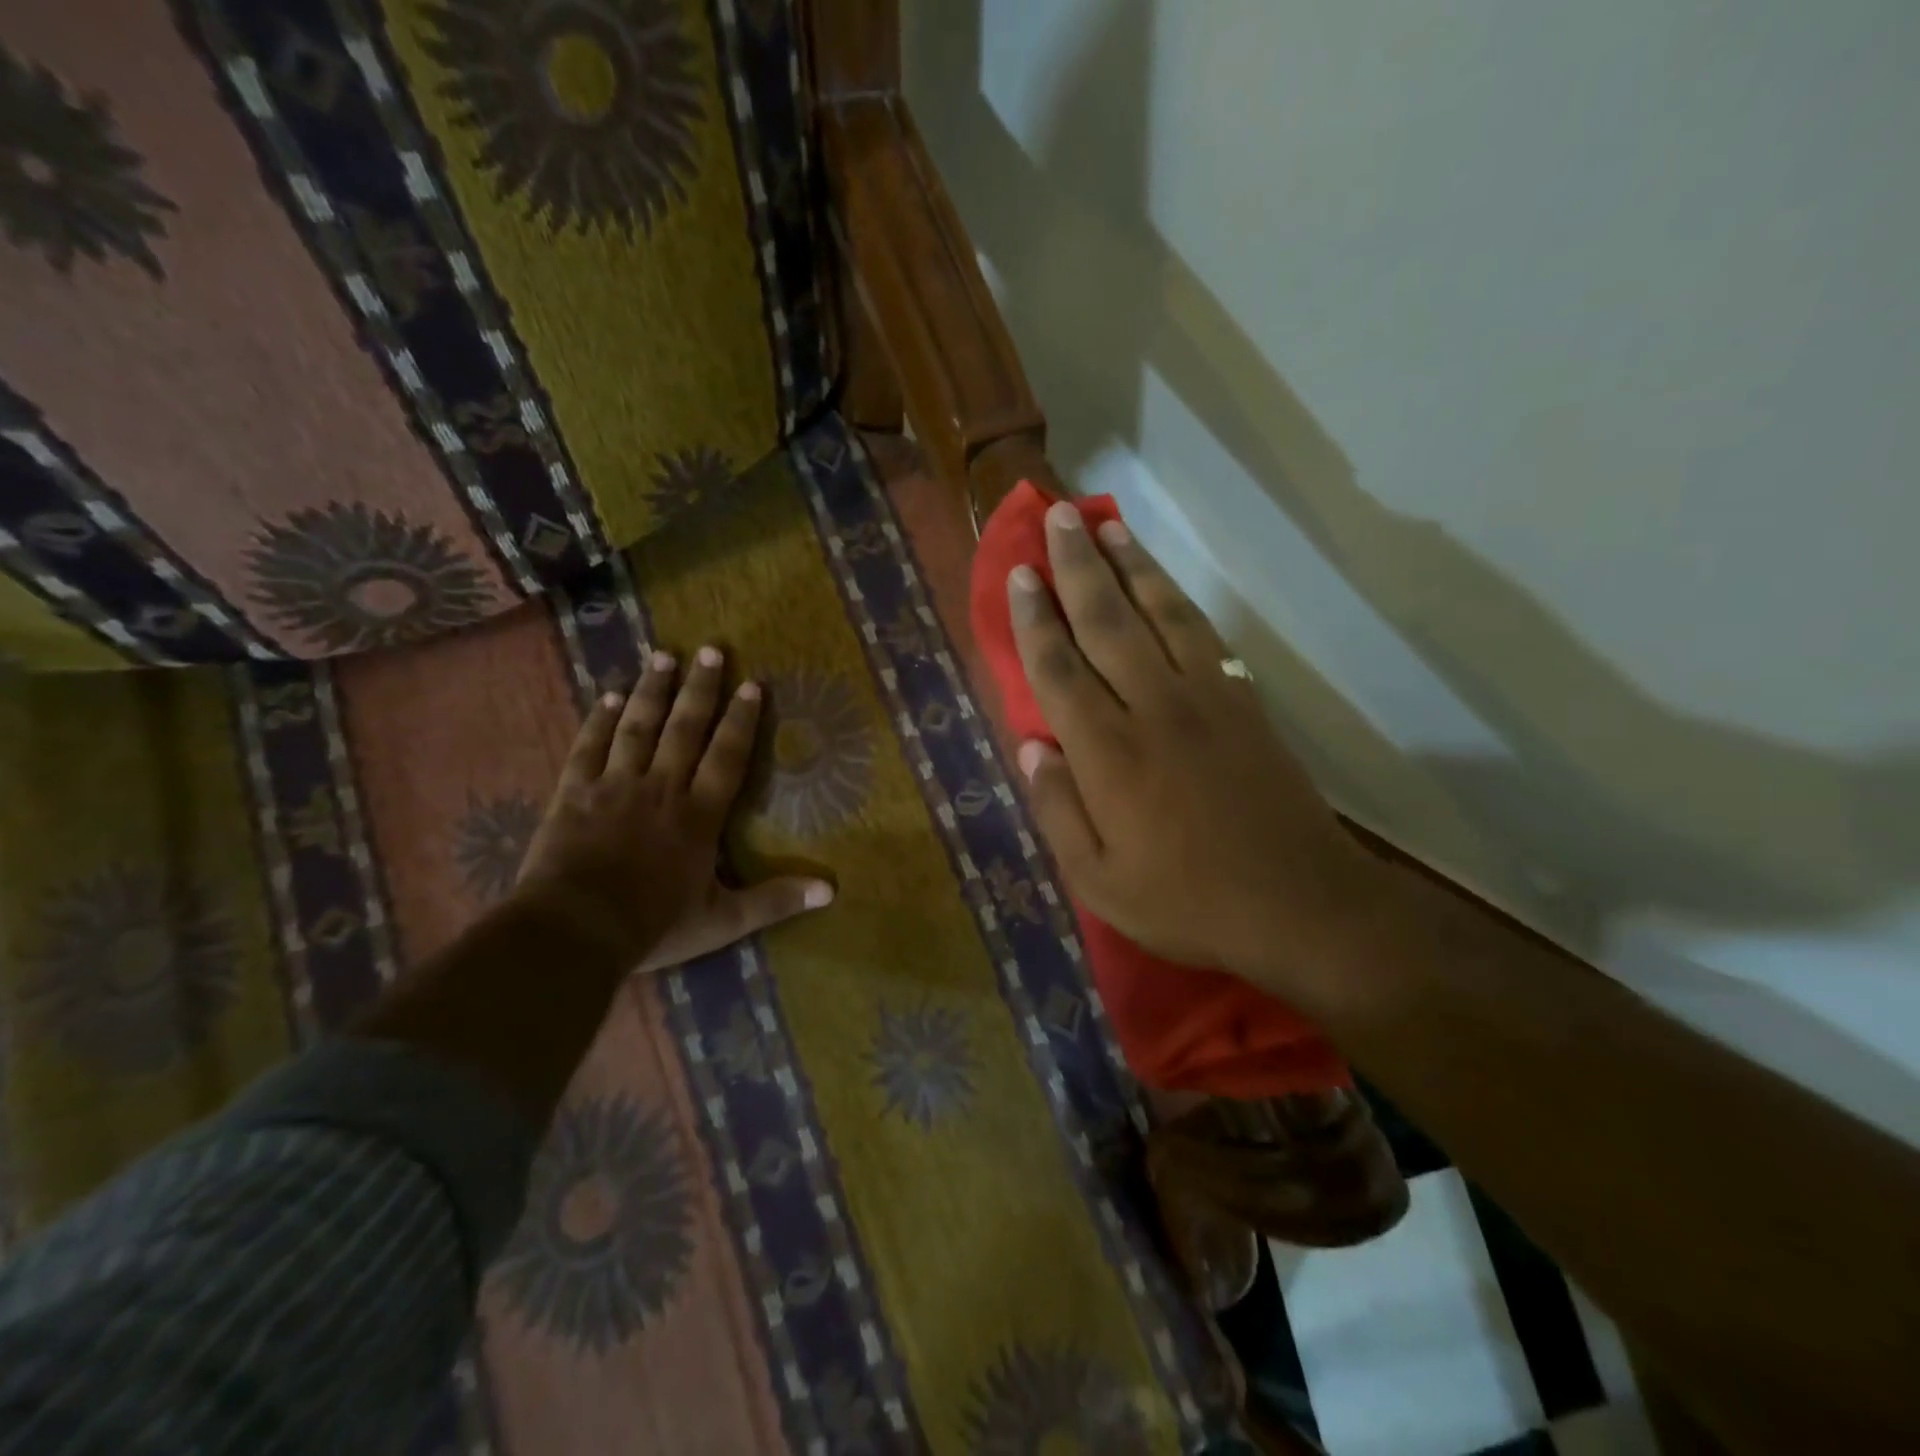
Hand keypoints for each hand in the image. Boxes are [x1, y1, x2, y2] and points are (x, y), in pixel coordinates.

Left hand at [514, 646, 832, 970]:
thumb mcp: (724, 920)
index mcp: (699, 815)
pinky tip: (607, 696)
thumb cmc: (654, 924)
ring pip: (638, 728)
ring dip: (652, 691)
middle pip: (684, 730)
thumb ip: (775, 900)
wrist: (574, 930)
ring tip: (663, 656)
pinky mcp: (574, 793)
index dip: (742, 721)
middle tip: (711, 651)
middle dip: (700, 690)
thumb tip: (831, 890)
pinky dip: (598, 721)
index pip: (727, 757)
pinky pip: (588, 747)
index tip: (753, 685)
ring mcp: (614, 786)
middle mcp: (661, 788)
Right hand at [1007, 503, 1384, 989]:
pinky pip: (1203, 634)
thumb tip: (1030, 748)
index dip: (1034, 620)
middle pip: (1107, 622)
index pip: (1059, 670)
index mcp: (1109, 754)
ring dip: (1130, 565)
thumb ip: (1057, 810)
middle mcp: (1153, 708)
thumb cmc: (1187, 900)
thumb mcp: (1099, 881)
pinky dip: (1176, 598)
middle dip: (1077, 567)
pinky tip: (1162, 581)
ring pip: (1159, 613)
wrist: (1299, 903)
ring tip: (1107, 524)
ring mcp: (1204, 698)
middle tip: (1057, 518)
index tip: (1019, 575)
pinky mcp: (1243, 701)